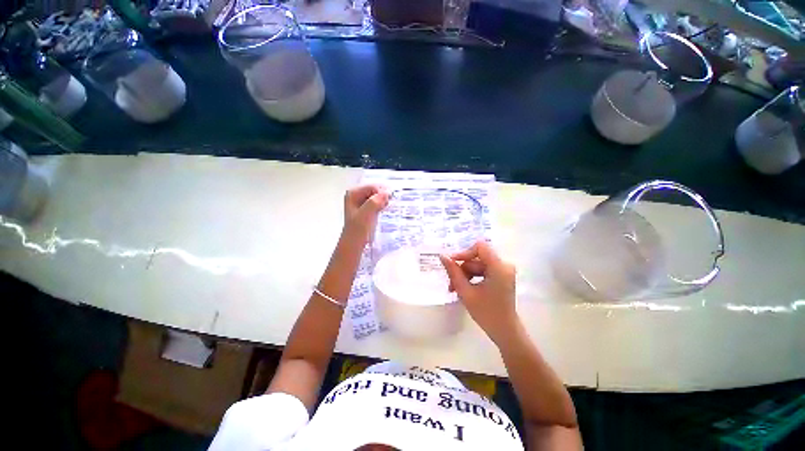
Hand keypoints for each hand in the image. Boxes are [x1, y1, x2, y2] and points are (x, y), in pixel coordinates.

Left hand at [342, 184, 388, 246]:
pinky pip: (378, 202)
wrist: (355, 244)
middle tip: (388, 204)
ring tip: (386, 207)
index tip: (388, 201)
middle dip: (383, 195)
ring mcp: (362, 202)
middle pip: (375, 190)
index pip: (373, 186)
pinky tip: (384, 209)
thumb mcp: (366, 215)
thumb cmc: (358, 230)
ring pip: (378, 196)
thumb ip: (375, 202)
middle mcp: (356, 195)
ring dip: (384, 200)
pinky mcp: (367, 208)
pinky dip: (383, 204)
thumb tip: (387, 193)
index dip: (382, 192)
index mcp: (353, 193)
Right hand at [439, 241, 517, 343]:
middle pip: (477, 258)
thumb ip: (453, 272)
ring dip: (464, 275)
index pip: (480, 247)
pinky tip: (463, 288)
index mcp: (499, 267)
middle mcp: (504, 265)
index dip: (464, 253)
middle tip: (450, 283)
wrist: (504, 331)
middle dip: (461, 269)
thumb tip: (442, 256)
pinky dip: (471, 277)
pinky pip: (482, 270)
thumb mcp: (466, 292)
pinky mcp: (501, 276)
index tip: (452, 263)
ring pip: (477, 265)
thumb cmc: (486, 313)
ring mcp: (503, 271)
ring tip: (454, 288)